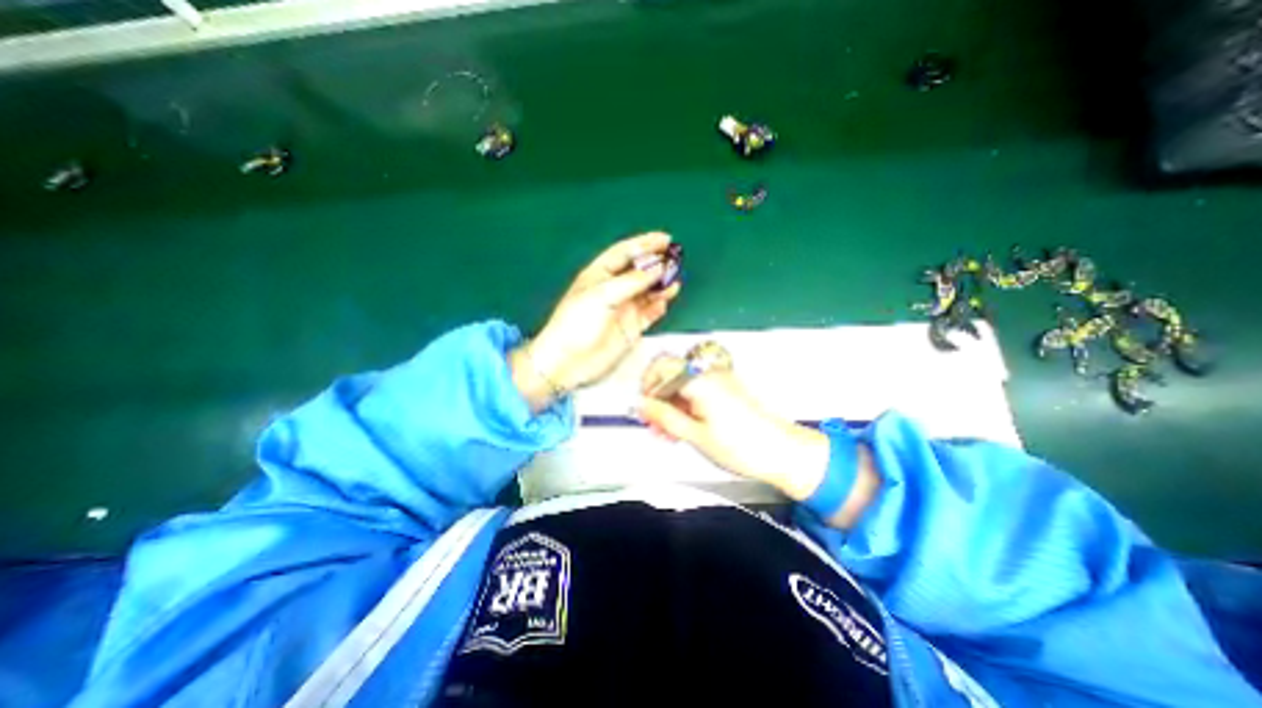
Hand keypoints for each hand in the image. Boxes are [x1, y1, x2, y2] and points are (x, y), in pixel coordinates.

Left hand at [512, 233, 679, 409]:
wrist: (568, 361)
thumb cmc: (578, 322)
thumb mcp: (602, 295)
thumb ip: (632, 281)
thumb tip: (659, 268)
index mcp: (600, 274)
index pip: (625, 252)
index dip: (644, 244)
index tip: (666, 239)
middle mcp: (614, 289)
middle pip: (639, 271)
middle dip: (657, 264)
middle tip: (676, 259)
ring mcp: (624, 308)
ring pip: (648, 291)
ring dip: (662, 285)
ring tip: (674, 281)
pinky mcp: (632, 327)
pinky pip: (650, 312)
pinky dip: (660, 305)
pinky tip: (667, 300)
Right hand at [636, 358, 836, 502]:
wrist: (782, 452)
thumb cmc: (742, 446)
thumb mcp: (695, 435)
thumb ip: (664, 417)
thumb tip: (640, 404)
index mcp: (700, 380)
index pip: (662, 366)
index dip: (647, 385)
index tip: (643, 406)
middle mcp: (709, 374)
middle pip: (672, 376)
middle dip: (658, 399)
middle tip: (653, 424)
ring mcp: (719, 381)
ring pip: (683, 386)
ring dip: (670, 406)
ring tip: (667, 433)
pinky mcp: (726, 391)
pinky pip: (697, 393)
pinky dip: (685, 407)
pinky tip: (683, 429)